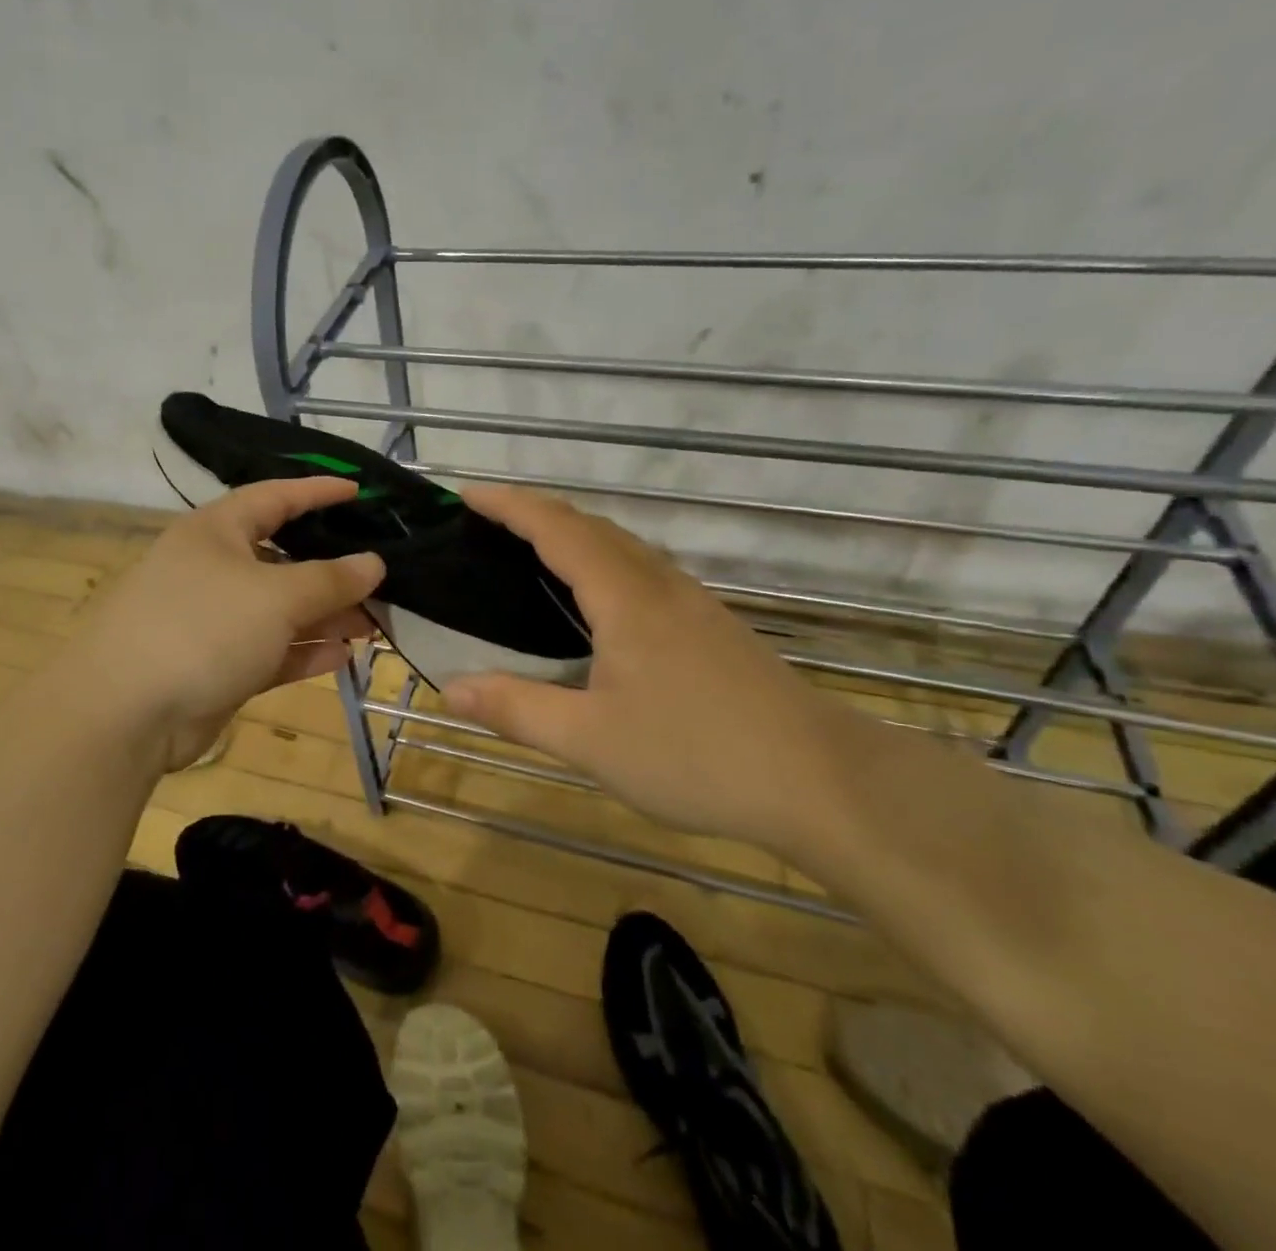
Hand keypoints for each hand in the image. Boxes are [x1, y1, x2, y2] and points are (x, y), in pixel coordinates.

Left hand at [59, 477, 384, 778]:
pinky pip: (270, 649)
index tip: (360, 492)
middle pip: (283, 559)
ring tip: (376, 622)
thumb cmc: (203, 627)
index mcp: (216, 531)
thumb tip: (374, 563)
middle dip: (332, 570)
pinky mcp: (217, 666)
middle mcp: (214, 569)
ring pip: (281, 610)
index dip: (318, 492)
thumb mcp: (276, 596)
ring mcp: (214, 620)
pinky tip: (343, 655)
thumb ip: (330, 580)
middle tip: (381, 577)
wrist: (124, 713)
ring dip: (325, 615)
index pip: (275, 497)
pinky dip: (304, 650)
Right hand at [440, 485, 864, 855]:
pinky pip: (641, 569)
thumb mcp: (591, 741)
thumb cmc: (698, 756)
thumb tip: (452, 689)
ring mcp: (691, 603)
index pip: (557, 528)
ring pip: (621, 545)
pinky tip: (595, 600)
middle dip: (535, 511)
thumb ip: (518, 709)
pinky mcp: (710, 626)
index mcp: (625, 597)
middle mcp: (658, 585)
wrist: (824, 782)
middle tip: (487, 522)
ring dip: (571, 532)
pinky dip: (601, 559)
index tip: (466, 494)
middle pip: (590, 524)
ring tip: (529, 550)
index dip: (509, 505)